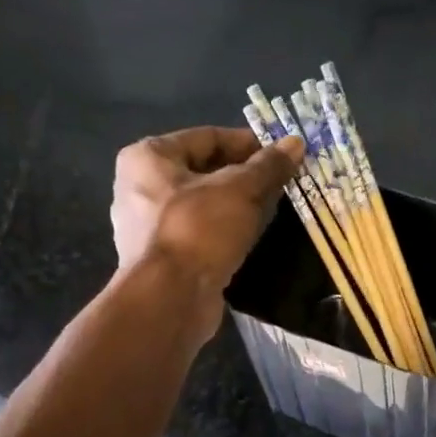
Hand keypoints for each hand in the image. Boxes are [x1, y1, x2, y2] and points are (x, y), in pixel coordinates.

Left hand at [110, 126, 303, 343]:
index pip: (207, 137)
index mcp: (147, 157)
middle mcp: (140, 186)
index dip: (248, 143)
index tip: (281, 154)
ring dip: (237, 205)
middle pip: (204, 171)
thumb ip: (268, 166)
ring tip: (274, 209)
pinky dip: (225, 230)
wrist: (171, 299)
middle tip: (283, 181)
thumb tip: (295, 143)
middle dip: (245, 176)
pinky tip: (253, 237)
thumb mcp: (240, 190)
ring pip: (203, 204)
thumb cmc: (199, 230)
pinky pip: (200, 233)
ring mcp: (148, 226)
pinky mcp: (162, 258)